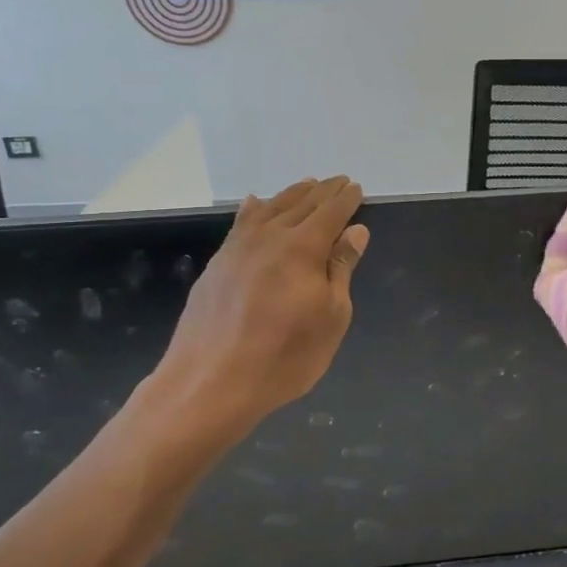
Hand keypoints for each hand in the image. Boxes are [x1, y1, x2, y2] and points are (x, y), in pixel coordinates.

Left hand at [145, 176, 367, 446]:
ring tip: (306, 186)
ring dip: (291, 195)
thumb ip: (341, 268)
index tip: (357, 188)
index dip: (346, 199)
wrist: (210, 383)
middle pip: (300, 204)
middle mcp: (269, 237)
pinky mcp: (216, 266)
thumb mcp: (331, 316)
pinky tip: (255, 204)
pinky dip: (253, 210)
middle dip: (322, 192)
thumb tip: (355, 231)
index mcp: (303, 248)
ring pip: (269, 209)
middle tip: (337, 182)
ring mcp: (237, 249)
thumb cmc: (285, 356)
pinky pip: (239, 224)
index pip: (331, 212)